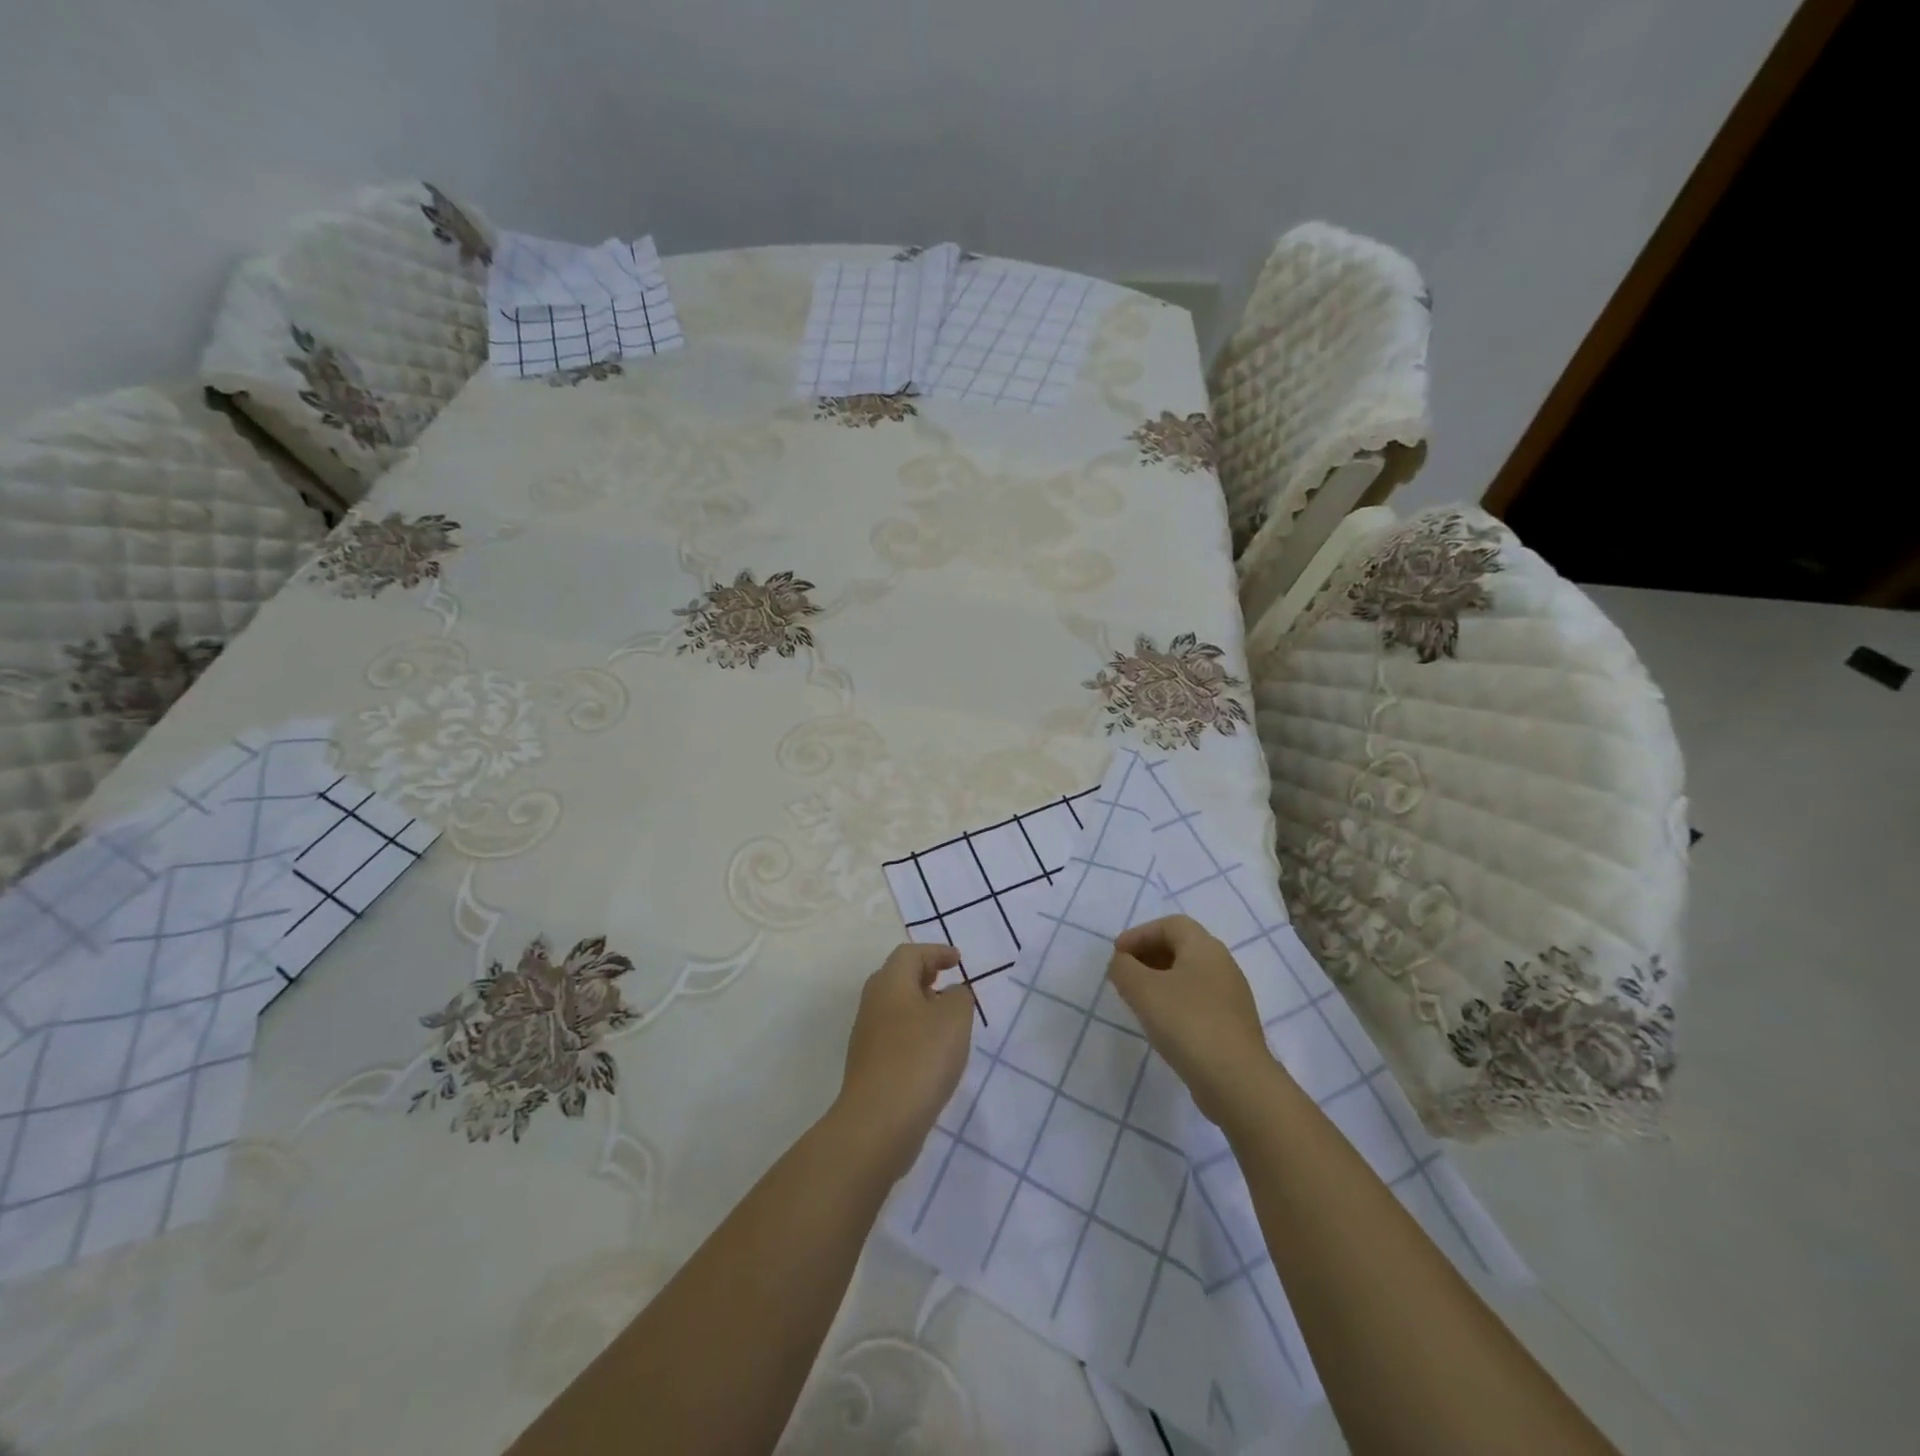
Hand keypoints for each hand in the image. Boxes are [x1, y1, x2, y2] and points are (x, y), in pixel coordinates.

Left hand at [833, 943, 975, 1177]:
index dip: (936, 952)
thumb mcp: (955, 1019)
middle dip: (925, 976)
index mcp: (890, 983)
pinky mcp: (869, 1066)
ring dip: (921, 1007)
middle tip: (949, 983)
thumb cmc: (920, 1058)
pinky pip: (895, 1035)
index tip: (958, 961)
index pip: (910, 954)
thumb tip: (952, 993)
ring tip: (948, 1021)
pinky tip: (933, 1054)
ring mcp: (867, 1036)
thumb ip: (960, 997)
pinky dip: (915, 1033)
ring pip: (895, 1008)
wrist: (879, 1123)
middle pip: (898, 977)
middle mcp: (873, 1003)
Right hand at [1108, 915, 1276, 1126]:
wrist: (1237, 1082)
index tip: (1117, 955)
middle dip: (1148, 955)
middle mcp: (1223, 965)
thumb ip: (1124, 968)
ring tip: (1137, 999)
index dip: (1140, 934)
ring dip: (1160, 980)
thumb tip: (1121, 962)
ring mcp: (1231, 997)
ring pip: (1189, 975)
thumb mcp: (1143, 990)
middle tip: (1124, 974)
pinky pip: (1198, 1000)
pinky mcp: (1232, 1025)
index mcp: (1205, 948)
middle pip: (1181, 947)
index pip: (1170, 924)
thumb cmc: (1187, 1023)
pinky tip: (1161, 1023)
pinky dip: (1174, 1001)